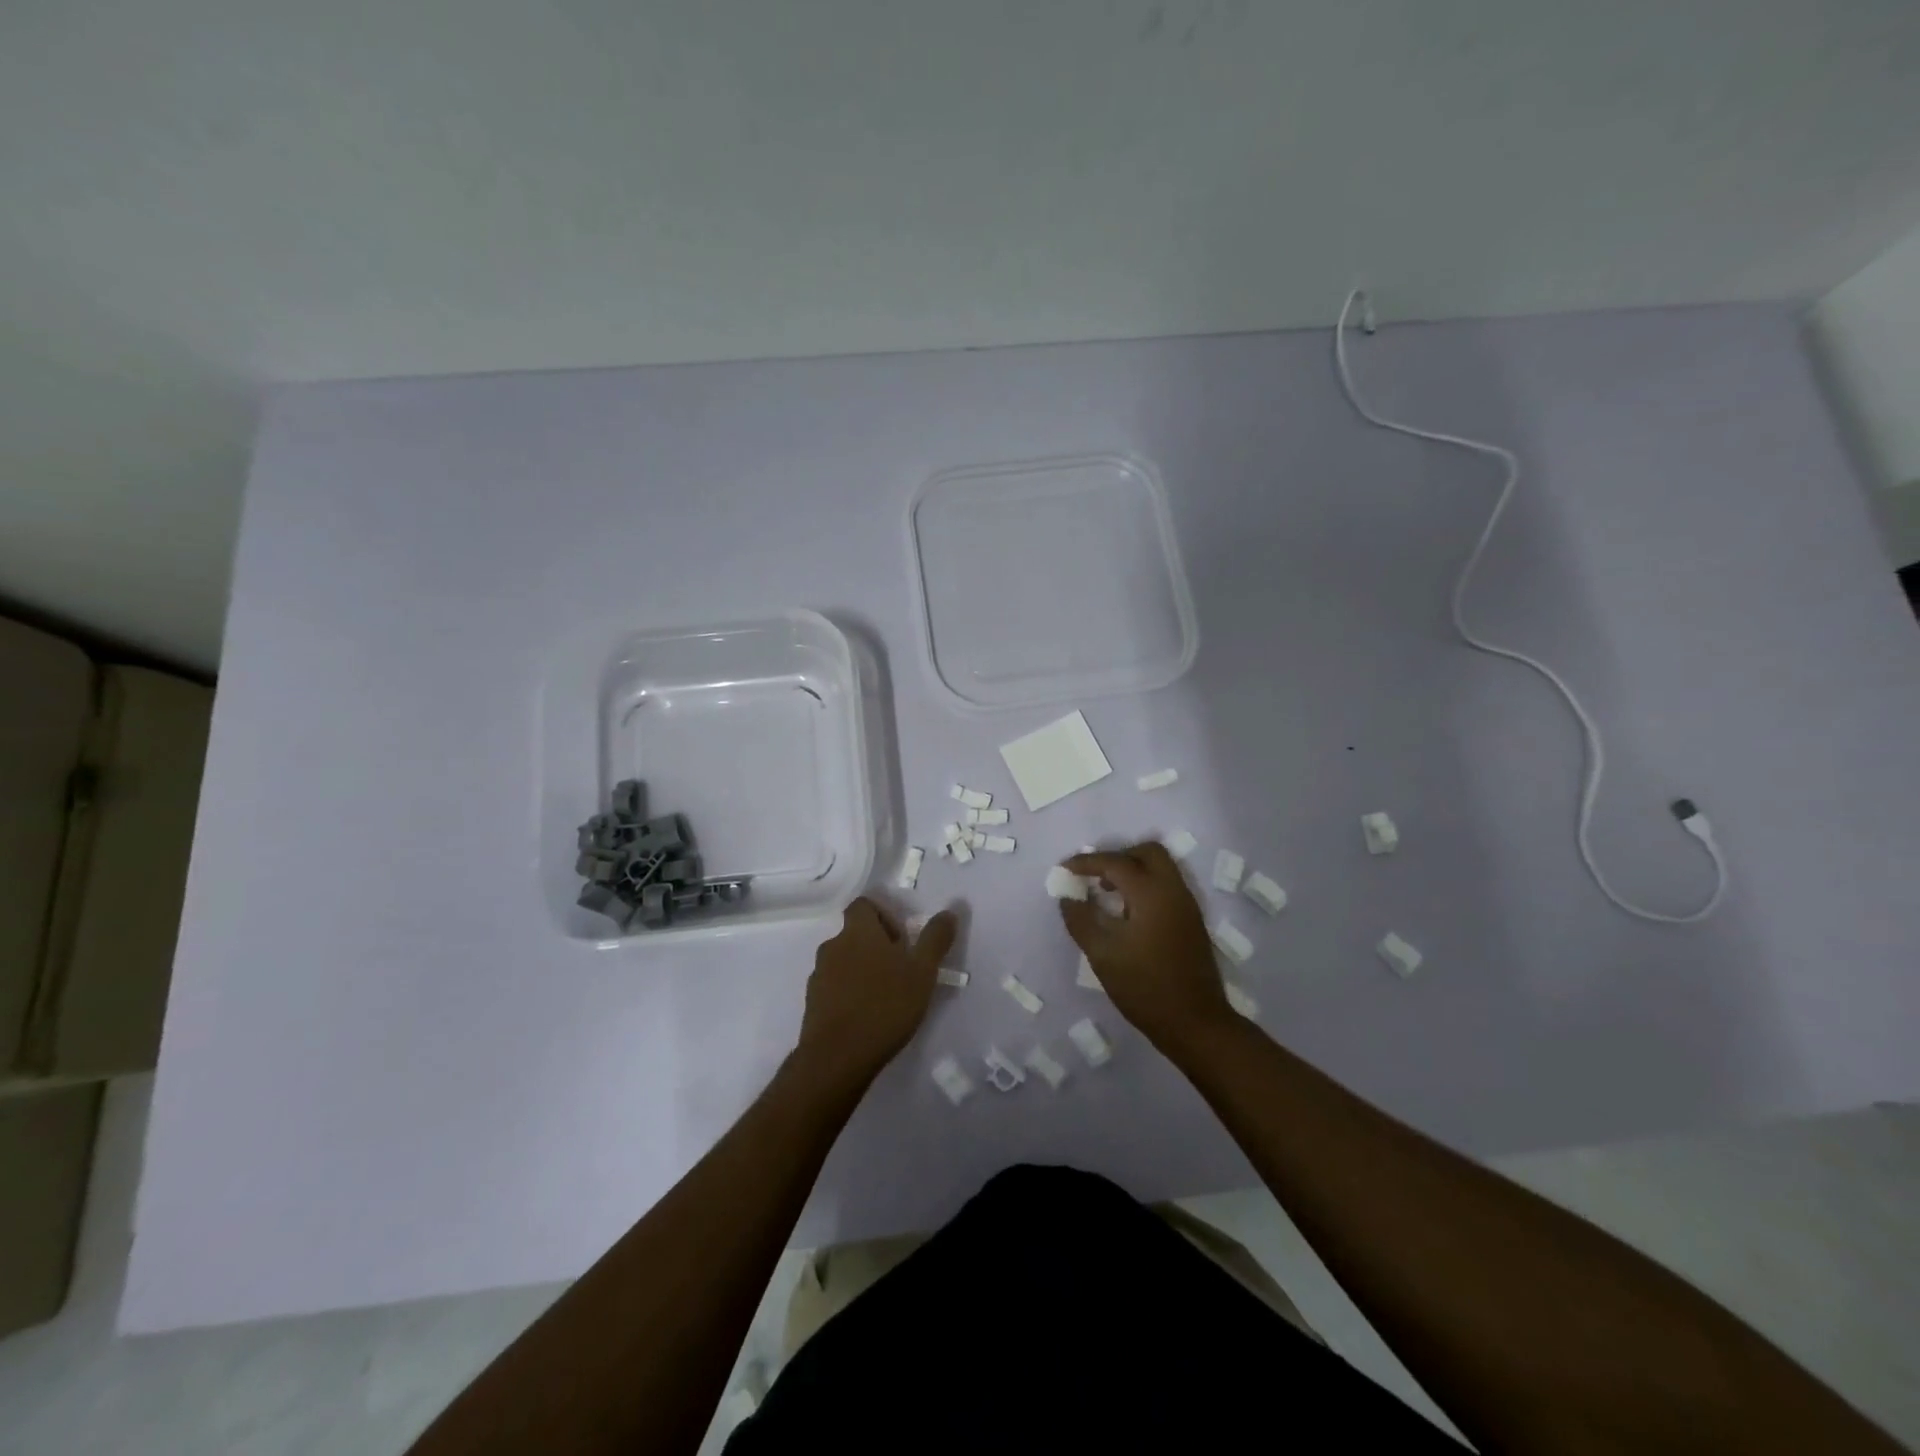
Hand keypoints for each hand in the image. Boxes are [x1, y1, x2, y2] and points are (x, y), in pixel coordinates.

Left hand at [796, 898, 956, 1083]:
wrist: (837, 1058)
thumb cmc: (885, 1006)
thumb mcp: (922, 972)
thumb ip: (935, 939)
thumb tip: (948, 912)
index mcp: (858, 932)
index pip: (863, 905)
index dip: (883, 915)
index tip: (902, 940)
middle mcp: (833, 946)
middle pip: (854, 934)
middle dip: (876, 947)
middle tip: (900, 971)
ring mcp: (818, 976)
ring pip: (843, 962)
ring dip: (862, 971)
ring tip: (885, 997)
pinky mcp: (812, 1004)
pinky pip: (833, 988)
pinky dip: (849, 994)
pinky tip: (866, 1017)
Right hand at [1060, 842, 1234, 1055]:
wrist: (1195, 1023)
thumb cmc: (1144, 987)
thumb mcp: (1102, 954)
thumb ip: (1081, 920)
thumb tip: (1067, 896)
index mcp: (1151, 893)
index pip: (1115, 862)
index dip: (1087, 862)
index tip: (1064, 869)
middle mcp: (1173, 890)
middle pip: (1147, 852)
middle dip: (1117, 857)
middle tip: (1094, 876)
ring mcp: (1187, 905)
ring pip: (1160, 867)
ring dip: (1133, 870)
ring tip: (1107, 893)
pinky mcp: (1192, 920)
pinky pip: (1167, 885)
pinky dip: (1145, 885)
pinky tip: (1127, 912)